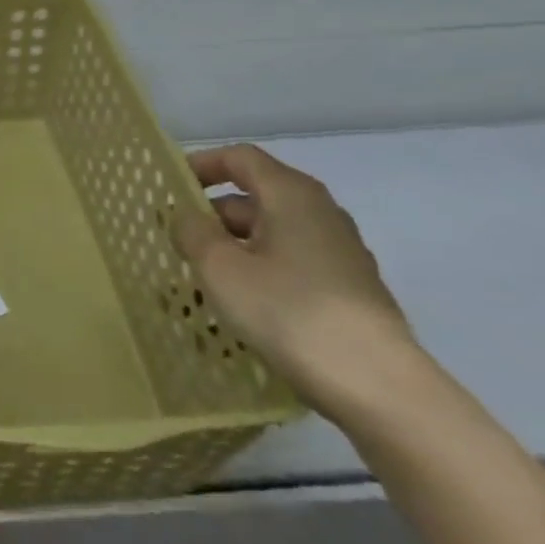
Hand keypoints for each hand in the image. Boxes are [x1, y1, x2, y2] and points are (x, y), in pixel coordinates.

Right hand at [171, 143, 417, 420]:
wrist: (376, 385)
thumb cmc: (288, 311)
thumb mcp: (220, 267)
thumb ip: (192, 231)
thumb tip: (186, 215)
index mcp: (291, 195)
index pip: (240, 158)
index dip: (201, 165)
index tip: (168, 186)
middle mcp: (320, 213)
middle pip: (254, 196)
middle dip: (210, 215)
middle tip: (174, 241)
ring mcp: (338, 252)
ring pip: (270, 234)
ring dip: (231, 247)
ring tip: (198, 278)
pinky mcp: (345, 288)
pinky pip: (288, 263)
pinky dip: (257, 270)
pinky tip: (237, 304)